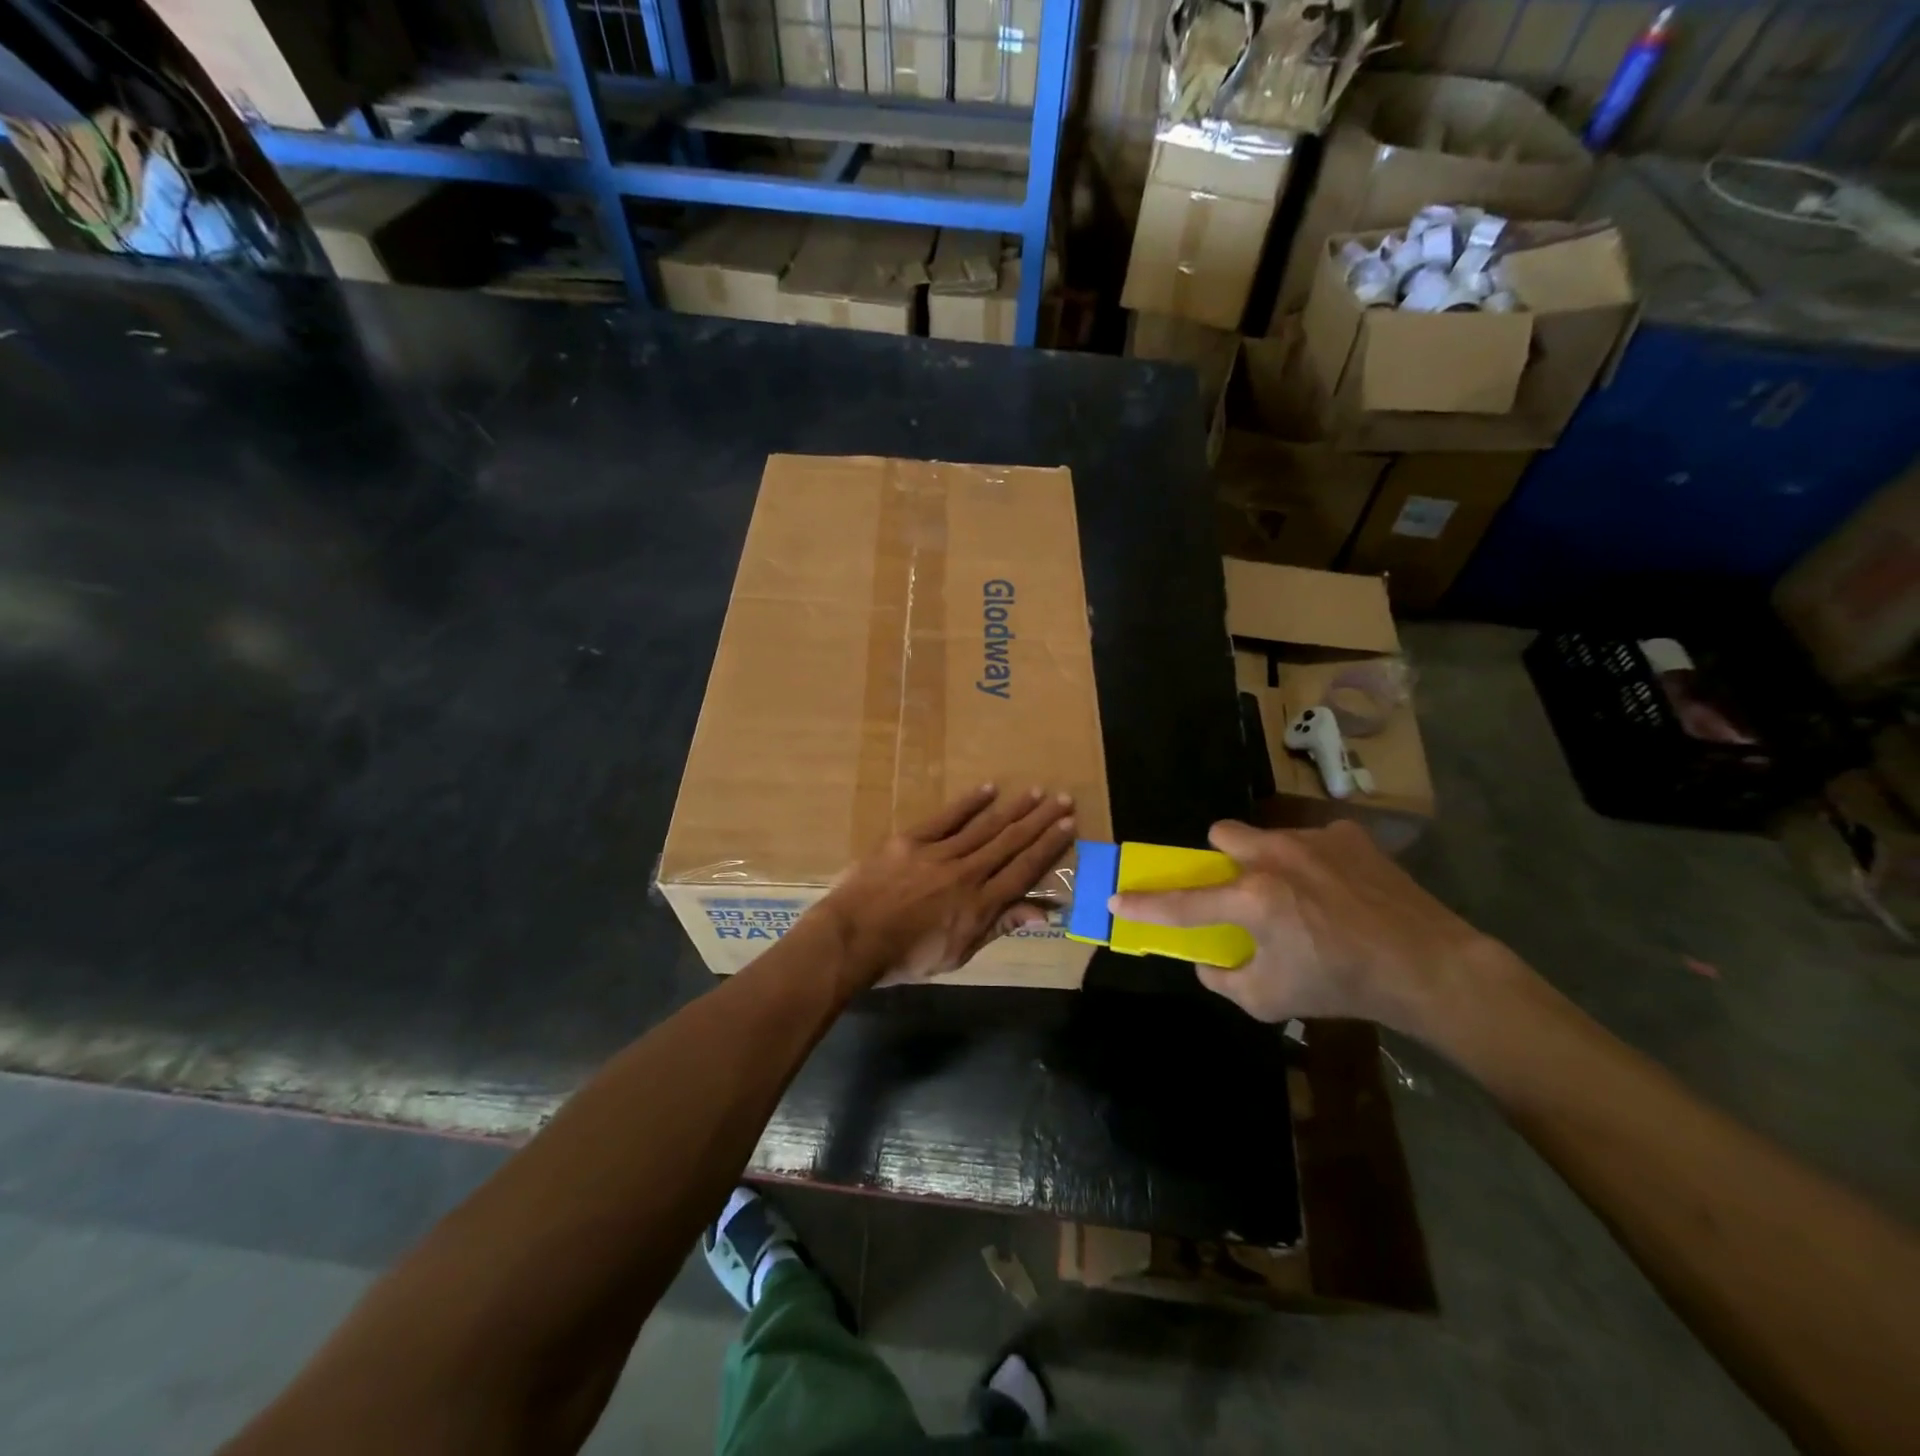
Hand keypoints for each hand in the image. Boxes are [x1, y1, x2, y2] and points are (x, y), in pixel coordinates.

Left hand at [811, 784, 1075, 988]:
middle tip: (1063, 799)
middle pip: (1010, 842)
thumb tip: (1041, 912)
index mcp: (980, 905)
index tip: (1069, 825)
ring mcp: (938, 853)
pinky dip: (969, 803)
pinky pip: (946, 817)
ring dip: (1013, 808)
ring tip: (1036, 792)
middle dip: (1040, 820)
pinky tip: (988, 789)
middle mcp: (967, 873)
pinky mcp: (911, 840)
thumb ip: (998, 927)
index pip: (1024, 870)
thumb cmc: (905, 957)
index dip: (1049, 847)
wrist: (853, 939)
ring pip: (984, 826)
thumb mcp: (957, 954)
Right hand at [1110, 819, 1502, 1037]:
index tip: (1117, 900)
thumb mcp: (1269, 1000)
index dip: (1144, 904)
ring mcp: (1312, 840)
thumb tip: (1206, 958)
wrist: (1427, 966)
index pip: (1182, 903)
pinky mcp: (1347, 835)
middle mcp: (1274, 859)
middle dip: (1220, 861)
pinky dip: (1313, 861)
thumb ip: (1223, 978)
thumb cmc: (1341, 986)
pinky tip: (1339, 888)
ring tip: (1299, 892)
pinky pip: (1312, 840)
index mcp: (1252, 900)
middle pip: (1220, 835)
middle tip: (1240, 890)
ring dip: (1267, 860)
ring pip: (1266, 836)